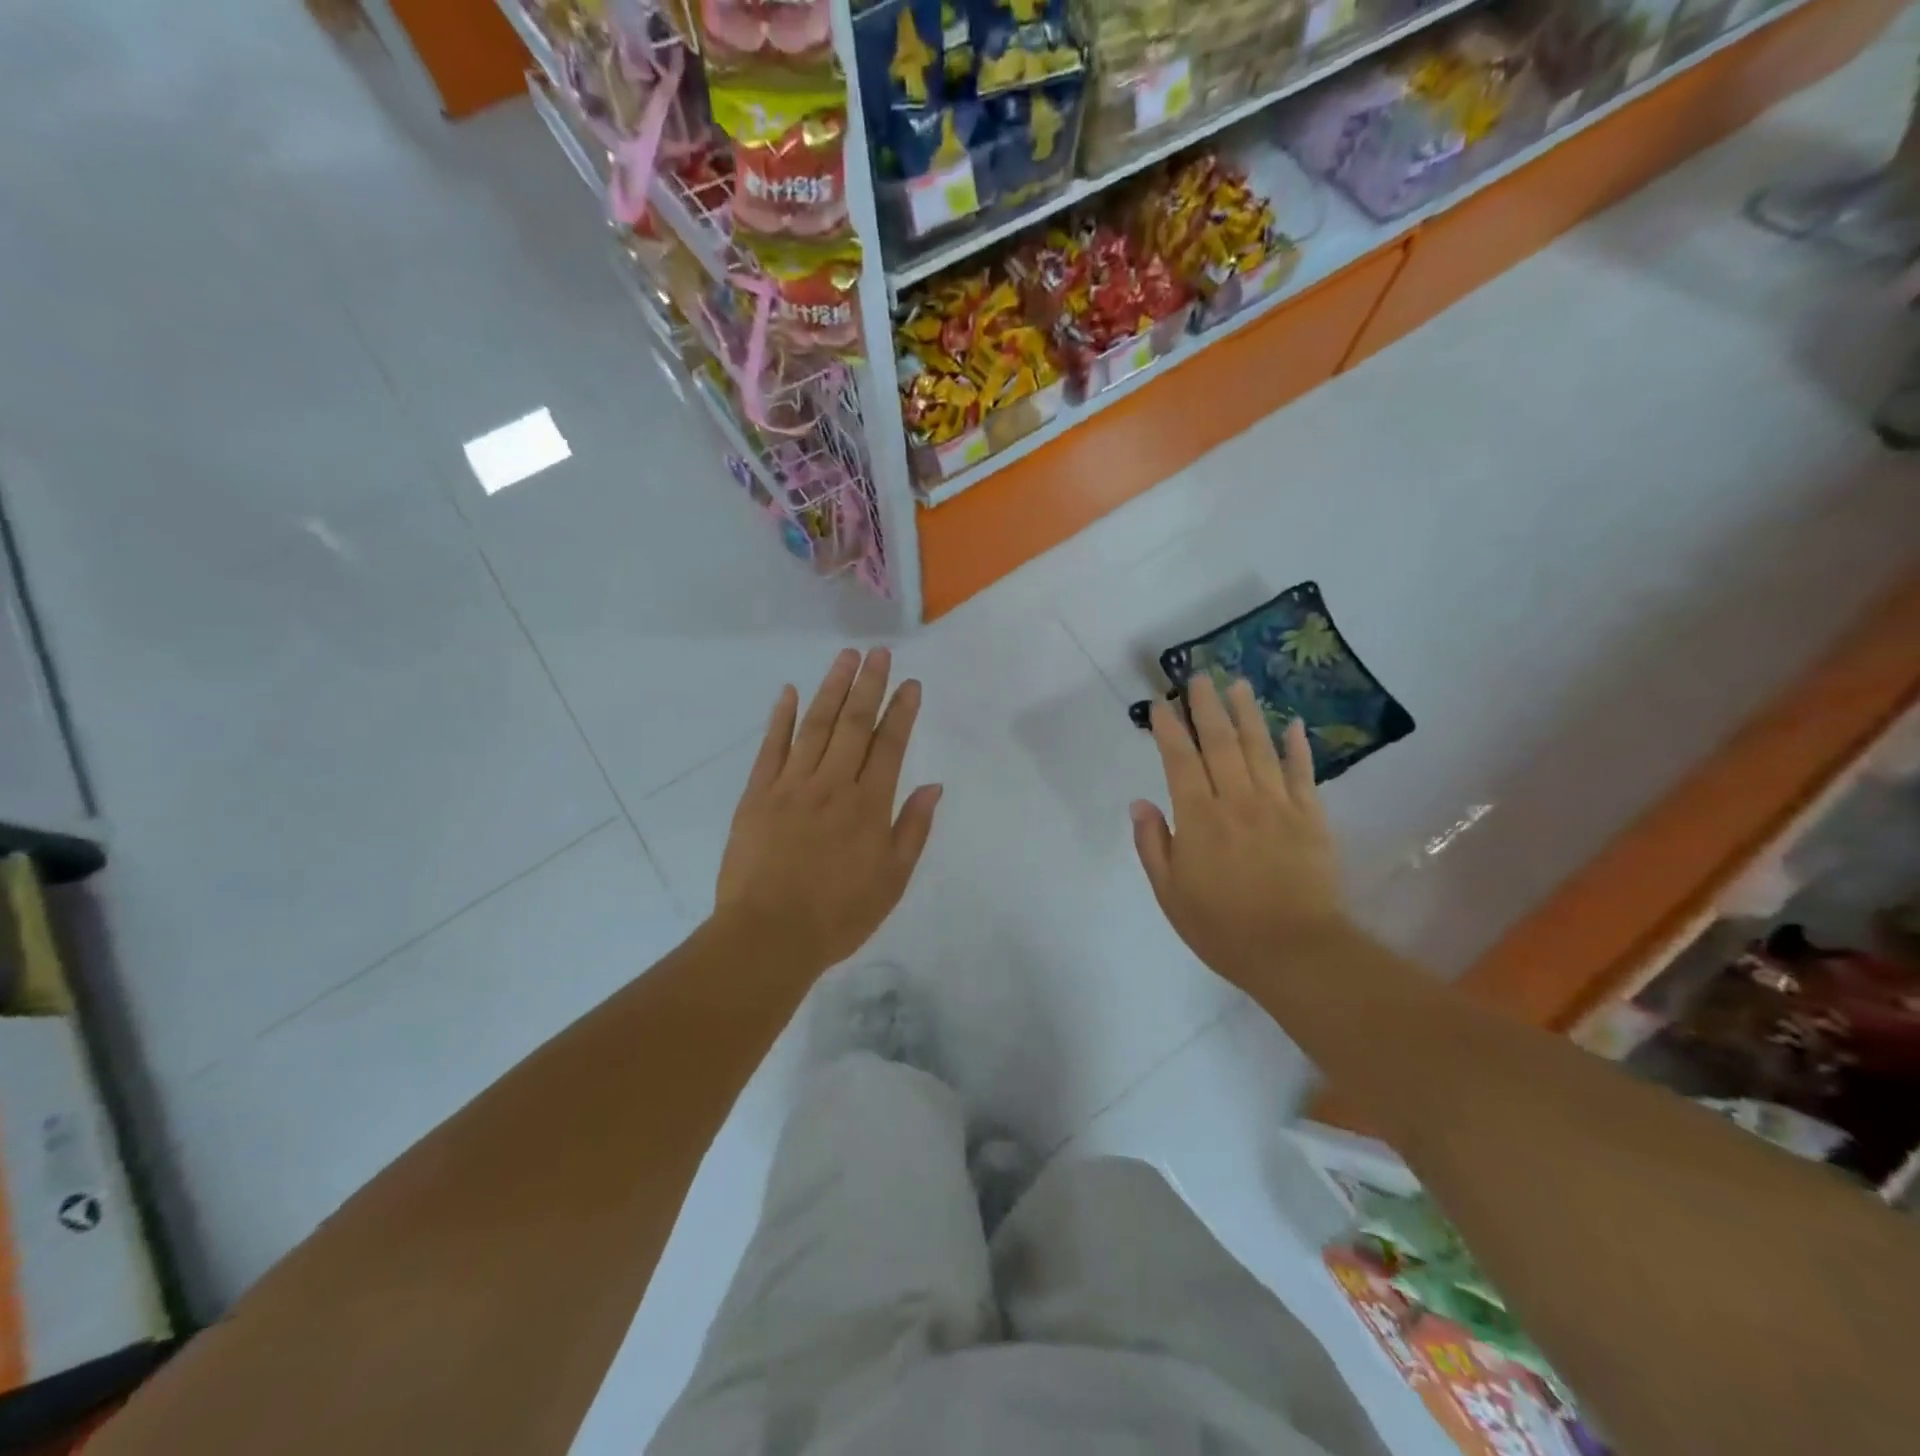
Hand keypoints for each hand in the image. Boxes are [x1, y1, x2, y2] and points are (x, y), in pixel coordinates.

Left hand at [715, 648, 941, 977]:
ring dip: (832, 689)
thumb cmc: (839, 914)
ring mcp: (791, 785)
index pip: (889, 745)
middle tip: (878, 652)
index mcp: (868, 805)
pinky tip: (788, 692)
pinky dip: (780, 718)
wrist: (769, 935)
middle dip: (869, 685)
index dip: (901, 711)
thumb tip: (933, 787)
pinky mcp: (757, 794)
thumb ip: (912, 829)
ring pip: (815, 726)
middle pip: (854, 724)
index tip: (909, 683)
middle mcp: (832, 784)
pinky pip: (771, 748)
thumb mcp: (892, 880)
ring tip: (845, 658)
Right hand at [1131, 676, 1345, 986]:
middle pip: (1220, 743)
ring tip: (1237, 684)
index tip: (1160, 704)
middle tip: (1198, 676)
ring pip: (1260, 748)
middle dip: (1206, 707)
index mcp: (1199, 818)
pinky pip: (1302, 773)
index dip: (1168, 729)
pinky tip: (1293, 724)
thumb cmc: (1222, 927)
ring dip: (1247, 713)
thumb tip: (1140, 804)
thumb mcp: (1170, 893)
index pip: (1180, 760)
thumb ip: (1154, 844)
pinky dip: (1297, 747)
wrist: (1294, 951)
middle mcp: (1237, 800)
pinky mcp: (1311, 817)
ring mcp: (1278, 806)